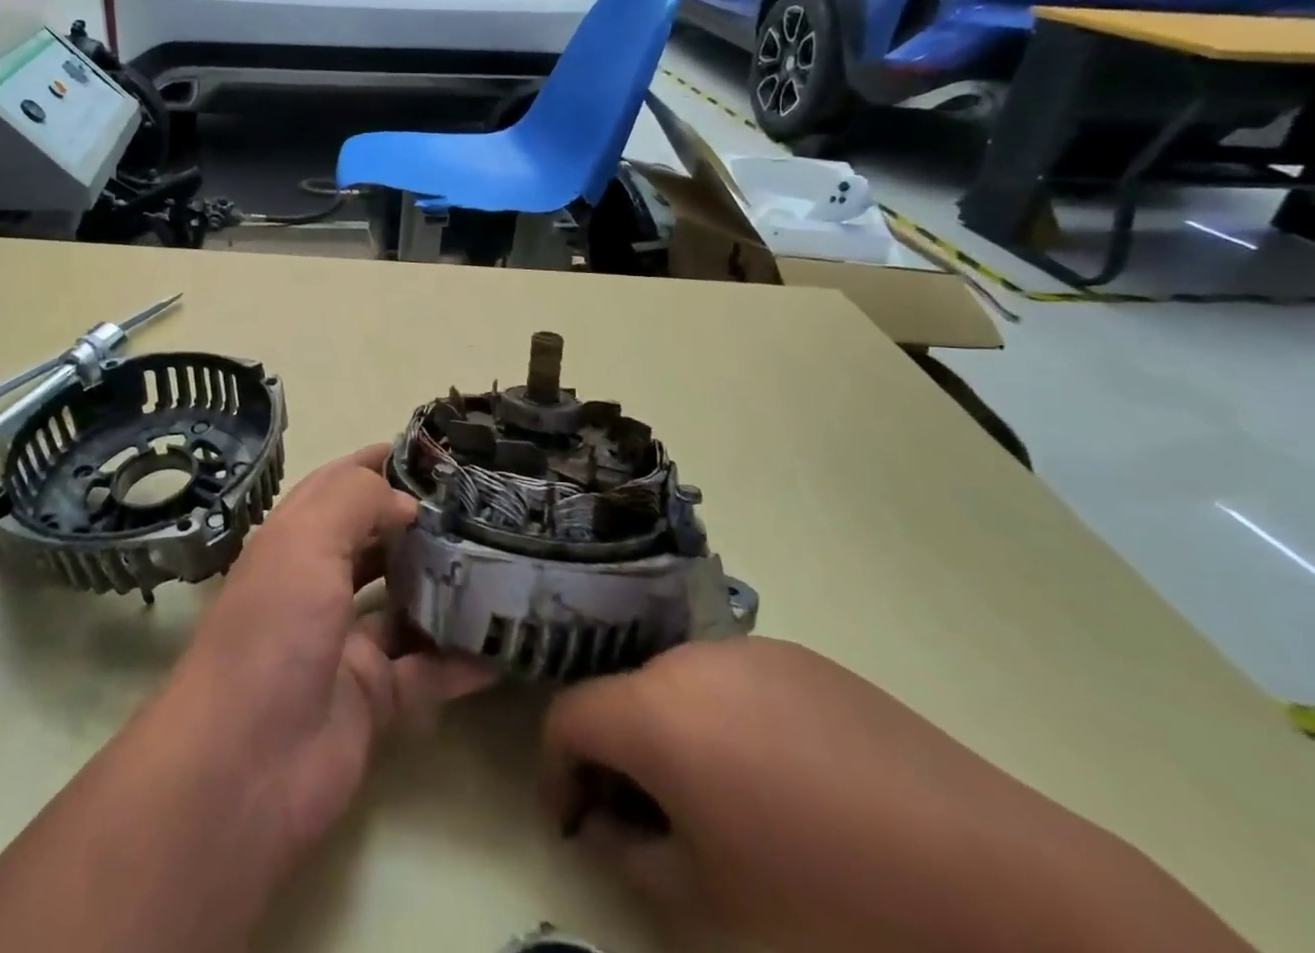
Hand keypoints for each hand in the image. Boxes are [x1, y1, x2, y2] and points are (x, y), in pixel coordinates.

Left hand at [170, 444, 493, 868]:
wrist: (246, 766)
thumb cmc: (273, 630)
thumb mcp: (307, 541)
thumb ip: (357, 500)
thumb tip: (407, 502)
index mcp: (295, 540)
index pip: (339, 484)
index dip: (378, 462)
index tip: (432, 450)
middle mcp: (319, 584)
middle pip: (375, 540)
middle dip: (419, 521)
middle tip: (481, 504)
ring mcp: (346, 642)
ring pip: (404, 602)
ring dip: (444, 585)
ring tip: (501, 560)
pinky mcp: (373, 697)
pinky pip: (427, 672)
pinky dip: (461, 661)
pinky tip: (505, 647)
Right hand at [541, 637, 1253, 952]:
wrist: (1003, 888)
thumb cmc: (835, 913)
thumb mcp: (711, 909)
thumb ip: (632, 859)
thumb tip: (605, 826)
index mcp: (658, 711)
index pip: (568, 716)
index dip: (558, 770)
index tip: (576, 820)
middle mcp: (693, 660)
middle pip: (625, 696)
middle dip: (620, 757)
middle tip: (651, 826)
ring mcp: (754, 649)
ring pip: (681, 685)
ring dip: (676, 737)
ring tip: (723, 806)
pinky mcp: (808, 659)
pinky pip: (738, 683)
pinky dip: (729, 723)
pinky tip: (789, 786)